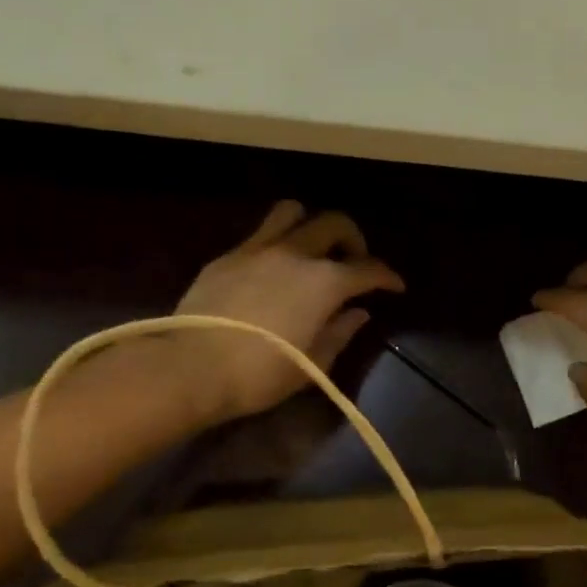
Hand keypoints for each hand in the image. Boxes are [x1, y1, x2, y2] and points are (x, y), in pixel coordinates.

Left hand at [172, 200, 403, 421]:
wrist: (191, 368)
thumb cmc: (260, 374)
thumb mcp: (313, 363)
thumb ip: (340, 332)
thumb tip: (357, 313)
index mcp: (325, 282)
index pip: (368, 269)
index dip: (387, 276)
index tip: (395, 286)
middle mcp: (296, 254)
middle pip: (335, 224)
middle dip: (353, 239)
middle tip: (353, 262)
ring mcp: (259, 249)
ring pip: (292, 212)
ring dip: (310, 225)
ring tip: (311, 249)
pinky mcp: (228, 256)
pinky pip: (260, 234)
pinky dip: (276, 242)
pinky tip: (273, 268)